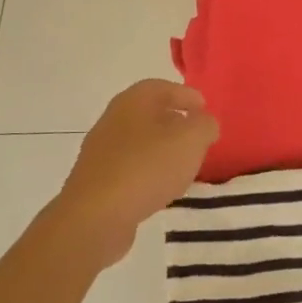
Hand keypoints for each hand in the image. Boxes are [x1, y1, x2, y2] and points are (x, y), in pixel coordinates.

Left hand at [50, 80, 218, 266]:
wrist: (96, 215)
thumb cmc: (147, 167)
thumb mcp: (191, 140)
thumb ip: (205, 125)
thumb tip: (204, 122)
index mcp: (133, 100)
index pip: (163, 87)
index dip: (186, 96)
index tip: (205, 110)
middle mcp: (113, 118)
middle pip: (149, 113)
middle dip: (175, 122)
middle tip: (197, 137)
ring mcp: (101, 150)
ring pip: (139, 141)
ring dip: (162, 149)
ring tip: (183, 165)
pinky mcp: (97, 179)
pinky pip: (130, 167)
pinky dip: (148, 171)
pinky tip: (160, 188)